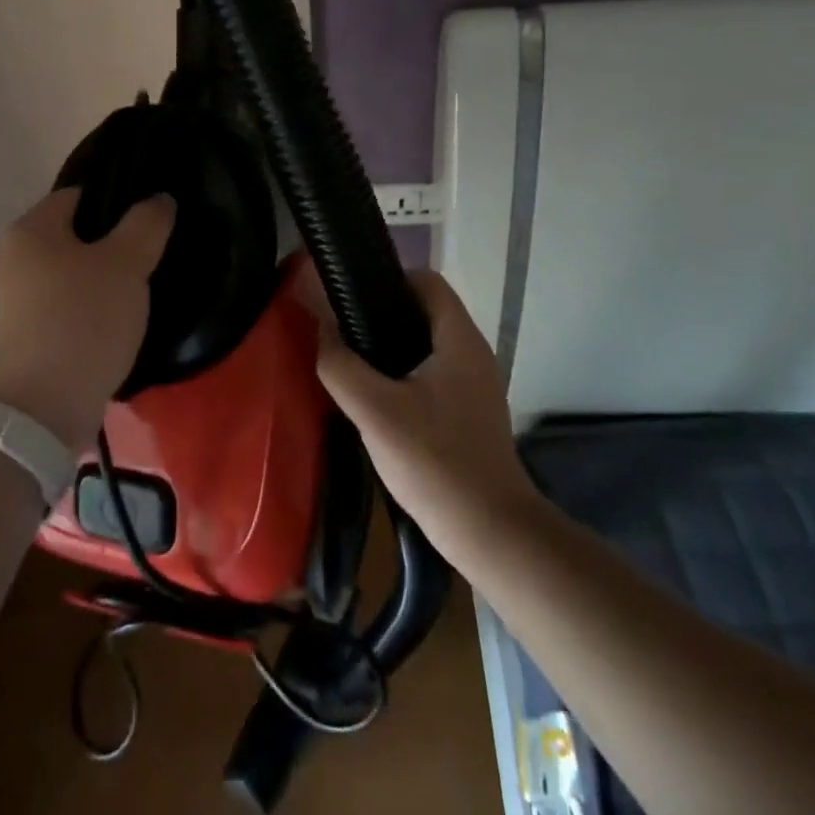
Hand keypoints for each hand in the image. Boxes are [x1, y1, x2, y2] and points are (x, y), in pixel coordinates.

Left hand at [0, 188, 174, 452]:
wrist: (38, 415)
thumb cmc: (81, 323)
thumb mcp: (126, 265)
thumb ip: (146, 225)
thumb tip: (159, 199)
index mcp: (30, 230)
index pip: (78, 195)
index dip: (117, 202)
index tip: (150, 222)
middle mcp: (12, 260)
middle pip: (74, 238)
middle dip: (113, 247)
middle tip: (151, 261)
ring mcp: (12, 304)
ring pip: (70, 278)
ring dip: (102, 284)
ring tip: (139, 298)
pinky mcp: (20, 341)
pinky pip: (63, 312)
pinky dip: (88, 315)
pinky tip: (115, 330)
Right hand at [296, 264, 532, 546]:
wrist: (492, 534)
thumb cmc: (436, 463)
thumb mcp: (375, 412)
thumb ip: (341, 365)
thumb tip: (322, 330)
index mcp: (459, 339)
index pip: (427, 281)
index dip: (388, 280)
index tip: (351, 299)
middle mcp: (473, 353)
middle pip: (424, 312)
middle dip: (382, 316)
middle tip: (344, 334)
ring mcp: (476, 385)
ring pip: (427, 346)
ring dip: (391, 349)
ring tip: (353, 365)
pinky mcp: (470, 413)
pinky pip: (433, 375)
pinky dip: (404, 376)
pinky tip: (377, 403)